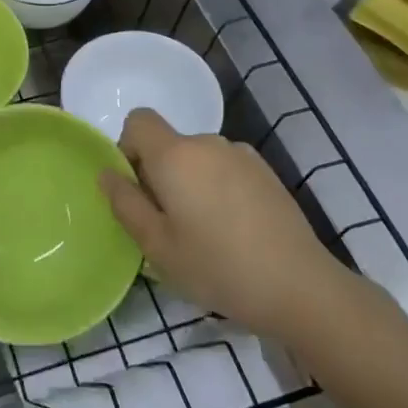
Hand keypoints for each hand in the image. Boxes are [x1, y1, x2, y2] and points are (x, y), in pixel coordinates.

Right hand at [98, 109, 350, 337]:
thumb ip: (126, 204)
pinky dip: (218, 187)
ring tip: (204, 231)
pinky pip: (225, 168)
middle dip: (159, 173)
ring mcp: (242, 155)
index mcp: (175, 155)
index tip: (137, 189)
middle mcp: (208, 143)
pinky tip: (234, 229)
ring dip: (190, 182)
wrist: (299, 286)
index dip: (128, 148)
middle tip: (168, 224)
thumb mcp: (157, 246)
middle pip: (169, 143)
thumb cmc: (217, 267)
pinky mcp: (266, 172)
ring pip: (198, 158)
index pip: (138, 121)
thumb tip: (107, 173)